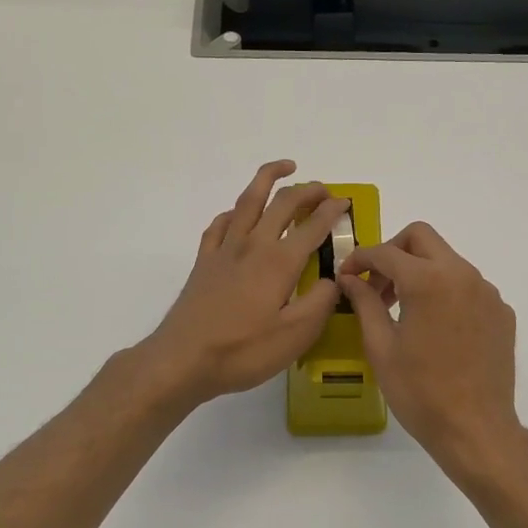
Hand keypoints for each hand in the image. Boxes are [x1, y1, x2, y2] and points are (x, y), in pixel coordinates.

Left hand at [138, 160, 349, 406]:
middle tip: (324, 189)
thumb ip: (320, 302)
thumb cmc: (243, 350)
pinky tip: (239, 215)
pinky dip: (235, 211)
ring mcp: (224, 251)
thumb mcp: (295, 335)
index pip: (312, 226)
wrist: (182, 359)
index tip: (345, 203)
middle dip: (307, 191)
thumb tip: (333, 279)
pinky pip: (221, 224)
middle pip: (282, 204)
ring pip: (248, 201)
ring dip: (268, 179)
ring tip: (284, 168)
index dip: (332, 211)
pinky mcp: (204, 262)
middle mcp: (253, 246)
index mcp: (279, 262)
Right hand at [338, 222, 527, 483]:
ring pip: (447, 260)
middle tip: (377, 285)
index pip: (386, 252)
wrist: (476, 430)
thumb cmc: (420, 392)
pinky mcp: (501, 312)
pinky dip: (445, 292)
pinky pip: (467, 286)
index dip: (359, 259)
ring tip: (402, 309)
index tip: (346, 276)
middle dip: (393, 252)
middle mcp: (462, 274)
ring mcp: (487, 292)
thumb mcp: (381, 347)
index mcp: (428, 280)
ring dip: (420, 271)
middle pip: (422, 238)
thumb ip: (365, 302)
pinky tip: (435, 328)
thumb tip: (350, 278)